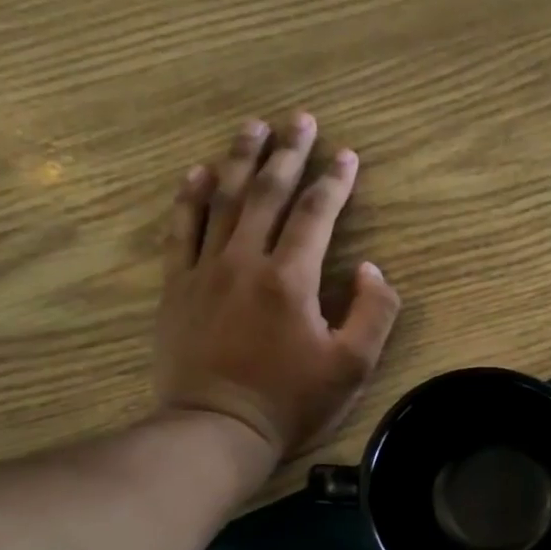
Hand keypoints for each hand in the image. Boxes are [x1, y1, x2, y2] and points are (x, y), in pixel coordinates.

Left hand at [154, 113, 400, 470]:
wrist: (218, 429)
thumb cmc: (291, 401)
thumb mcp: (353, 367)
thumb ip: (373, 313)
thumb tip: (371, 269)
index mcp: (291, 279)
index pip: (315, 215)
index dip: (334, 182)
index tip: (347, 155)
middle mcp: (246, 261)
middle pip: (267, 193)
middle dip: (287, 153)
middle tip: (300, 120)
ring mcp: (205, 270)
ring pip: (223, 200)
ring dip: (240, 159)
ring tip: (253, 127)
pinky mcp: (178, 287)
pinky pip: (181, 229)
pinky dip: (190, 197)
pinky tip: (198, 172)